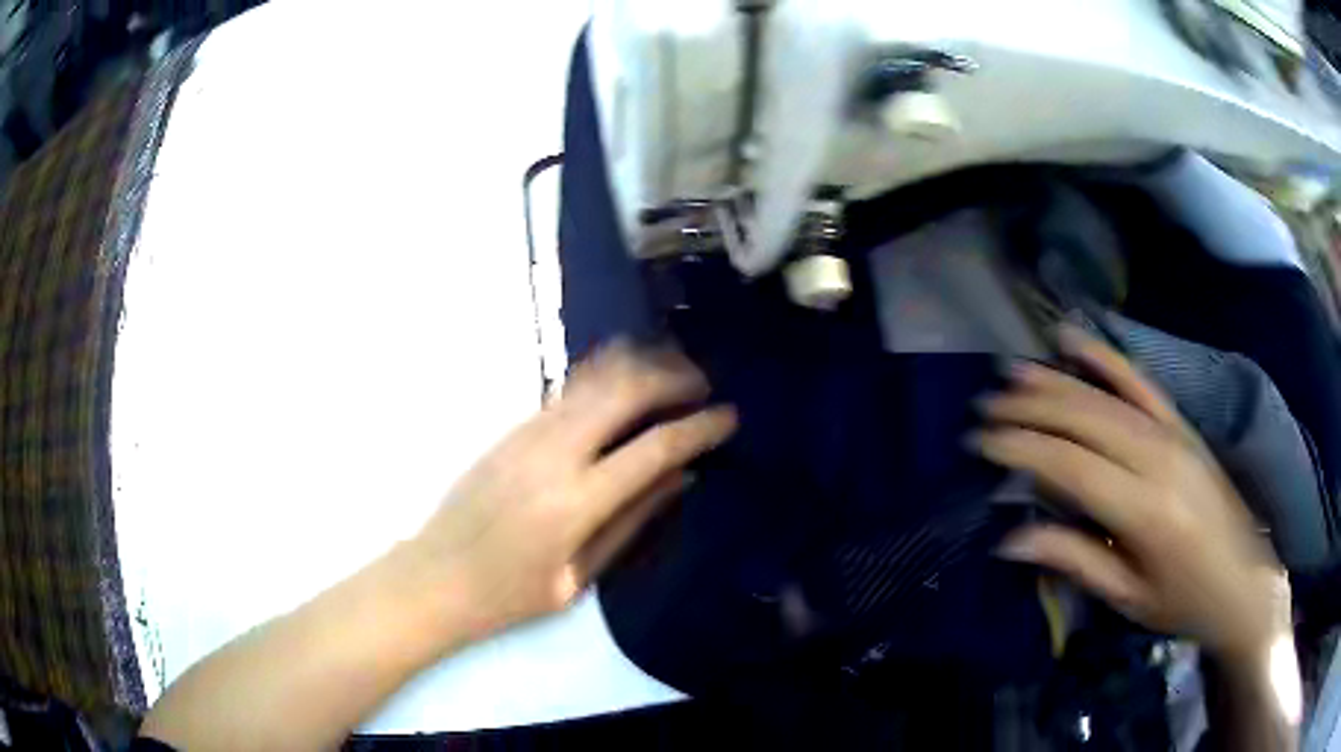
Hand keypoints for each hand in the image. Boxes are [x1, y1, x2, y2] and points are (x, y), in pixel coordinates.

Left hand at [410, 342, 736, 640]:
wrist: (435, 576)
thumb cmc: (509, 595)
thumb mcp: (578, 577)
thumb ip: (632, 522)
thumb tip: (681, 477)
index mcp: (576, 502)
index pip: (654, 448)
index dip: (699, 427)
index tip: (729, 416)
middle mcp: (553, 453)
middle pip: (624, 390)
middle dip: (673, 377)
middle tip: (704, 384)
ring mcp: (527, 433)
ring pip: (594, 377)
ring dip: (639, 365)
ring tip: (673, 368)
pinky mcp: (511, 428)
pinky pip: (568, 388)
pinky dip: (604, 375)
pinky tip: (624, 379)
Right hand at [972, 326, 1289, 660]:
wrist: (1245, 582)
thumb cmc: (1184, 602)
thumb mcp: (1128, 597)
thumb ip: (1074, 559)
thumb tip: (1011, 537)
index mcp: (1144, 511)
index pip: (1071, 465)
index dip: (1022, 449)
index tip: (981, 442)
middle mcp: (1158, 458)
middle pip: (1085, 419)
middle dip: (1031, 409)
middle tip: (984, 407)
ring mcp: (1174, 434)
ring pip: (1107, 396)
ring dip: (1056, 381)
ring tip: (1012, 373)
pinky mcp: (1183, 425)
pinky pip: (1140, 383)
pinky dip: (1105, 359)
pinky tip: (1075, 341)